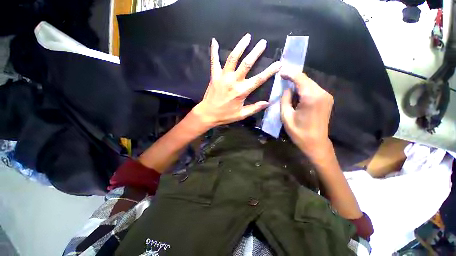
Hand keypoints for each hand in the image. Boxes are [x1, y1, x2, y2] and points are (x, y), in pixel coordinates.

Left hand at [192, 34, 280, 128]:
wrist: (208, 114)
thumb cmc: (225, 115)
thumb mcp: (241, 115)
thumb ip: (254, 108)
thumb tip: (267, 102)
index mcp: (241, 91)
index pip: (259, 79)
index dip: (270, 71)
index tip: (279, 63)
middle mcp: (233, 81)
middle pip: (246, 64)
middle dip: (256, 52)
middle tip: (263, 43)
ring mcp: (223, 77)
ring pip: (232, 58)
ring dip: (240, 46)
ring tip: (247, 36)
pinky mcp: (214, 76)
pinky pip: (214, 61)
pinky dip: (213, 51)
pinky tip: (214, 41)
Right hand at [280, 70, 333, 157]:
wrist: (316, 143)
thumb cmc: (299, 132)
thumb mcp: (286, 116)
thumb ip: (285, 100)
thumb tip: (287, 89)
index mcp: (311, 97)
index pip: (300, 79)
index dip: (290, 74)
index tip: (281, 72)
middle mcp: (322, 93)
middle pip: (306, 79)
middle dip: (294, 77)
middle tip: (283, 77)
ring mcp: (326, 96)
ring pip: (310, 83)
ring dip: (299, 82)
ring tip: (288, 84)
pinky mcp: (327, 99)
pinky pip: (314, 89)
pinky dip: (304, 88)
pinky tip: (297, 91)